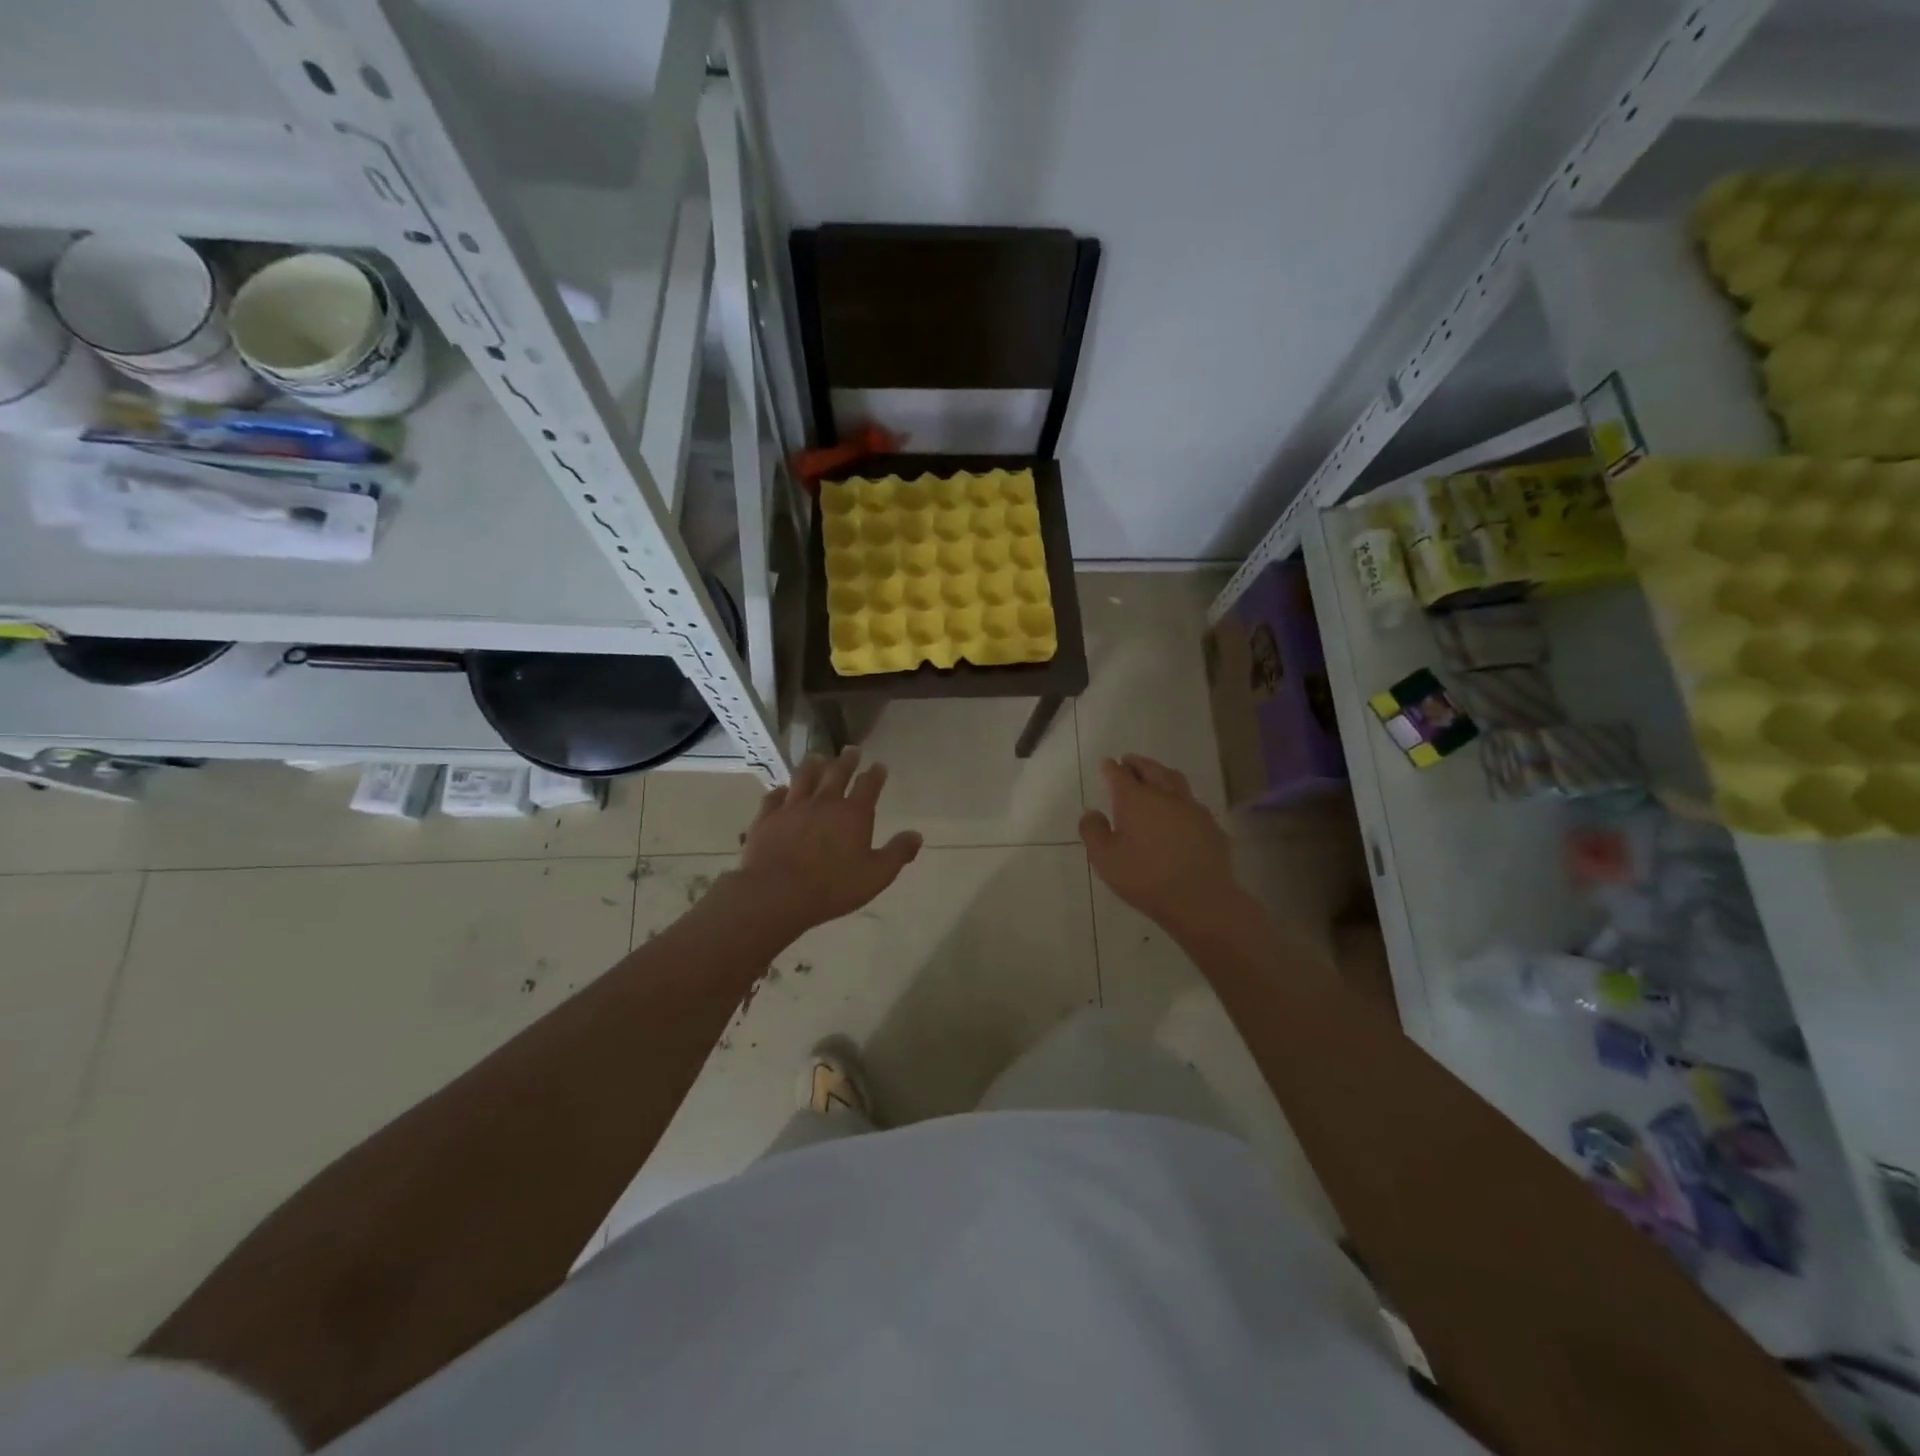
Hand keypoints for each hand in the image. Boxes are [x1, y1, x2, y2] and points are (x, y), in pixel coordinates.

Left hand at [733, 748, 922, 936]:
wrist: (777, 893)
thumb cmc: (832, 887)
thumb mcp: (876, 875)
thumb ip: (897, 853)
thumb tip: (917, 835)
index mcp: (853, 814)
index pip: (868, 786)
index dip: (875, 775)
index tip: (879, 766)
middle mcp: (824, 802)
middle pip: (837, 774)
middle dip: (847, 761)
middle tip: (851, 749)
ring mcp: (793, 807)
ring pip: (804, 777)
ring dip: (813, 765)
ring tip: (818, 757)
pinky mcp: (767, 817)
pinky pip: (774, 797)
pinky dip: (780, 791)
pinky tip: (782, 790)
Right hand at [1080, 754, 1242, 933]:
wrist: (1199, 899)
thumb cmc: (1145, 877)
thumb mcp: (1104, 859)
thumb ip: (1093, 831)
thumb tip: (1092, 813)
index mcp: (1135, 799)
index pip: (1119, 774)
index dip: (1110, 768)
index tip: (1106, 764)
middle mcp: (1164, 795)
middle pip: (1150, 769)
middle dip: (1137, 763)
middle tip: (1129, 761)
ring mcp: (1191, 808)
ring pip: (1175, 780)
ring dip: (1161, 773)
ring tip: (1154, 776)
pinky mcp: (1210, 825)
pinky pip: (1192, 802)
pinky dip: (1179, 798)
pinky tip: (1178, 810)